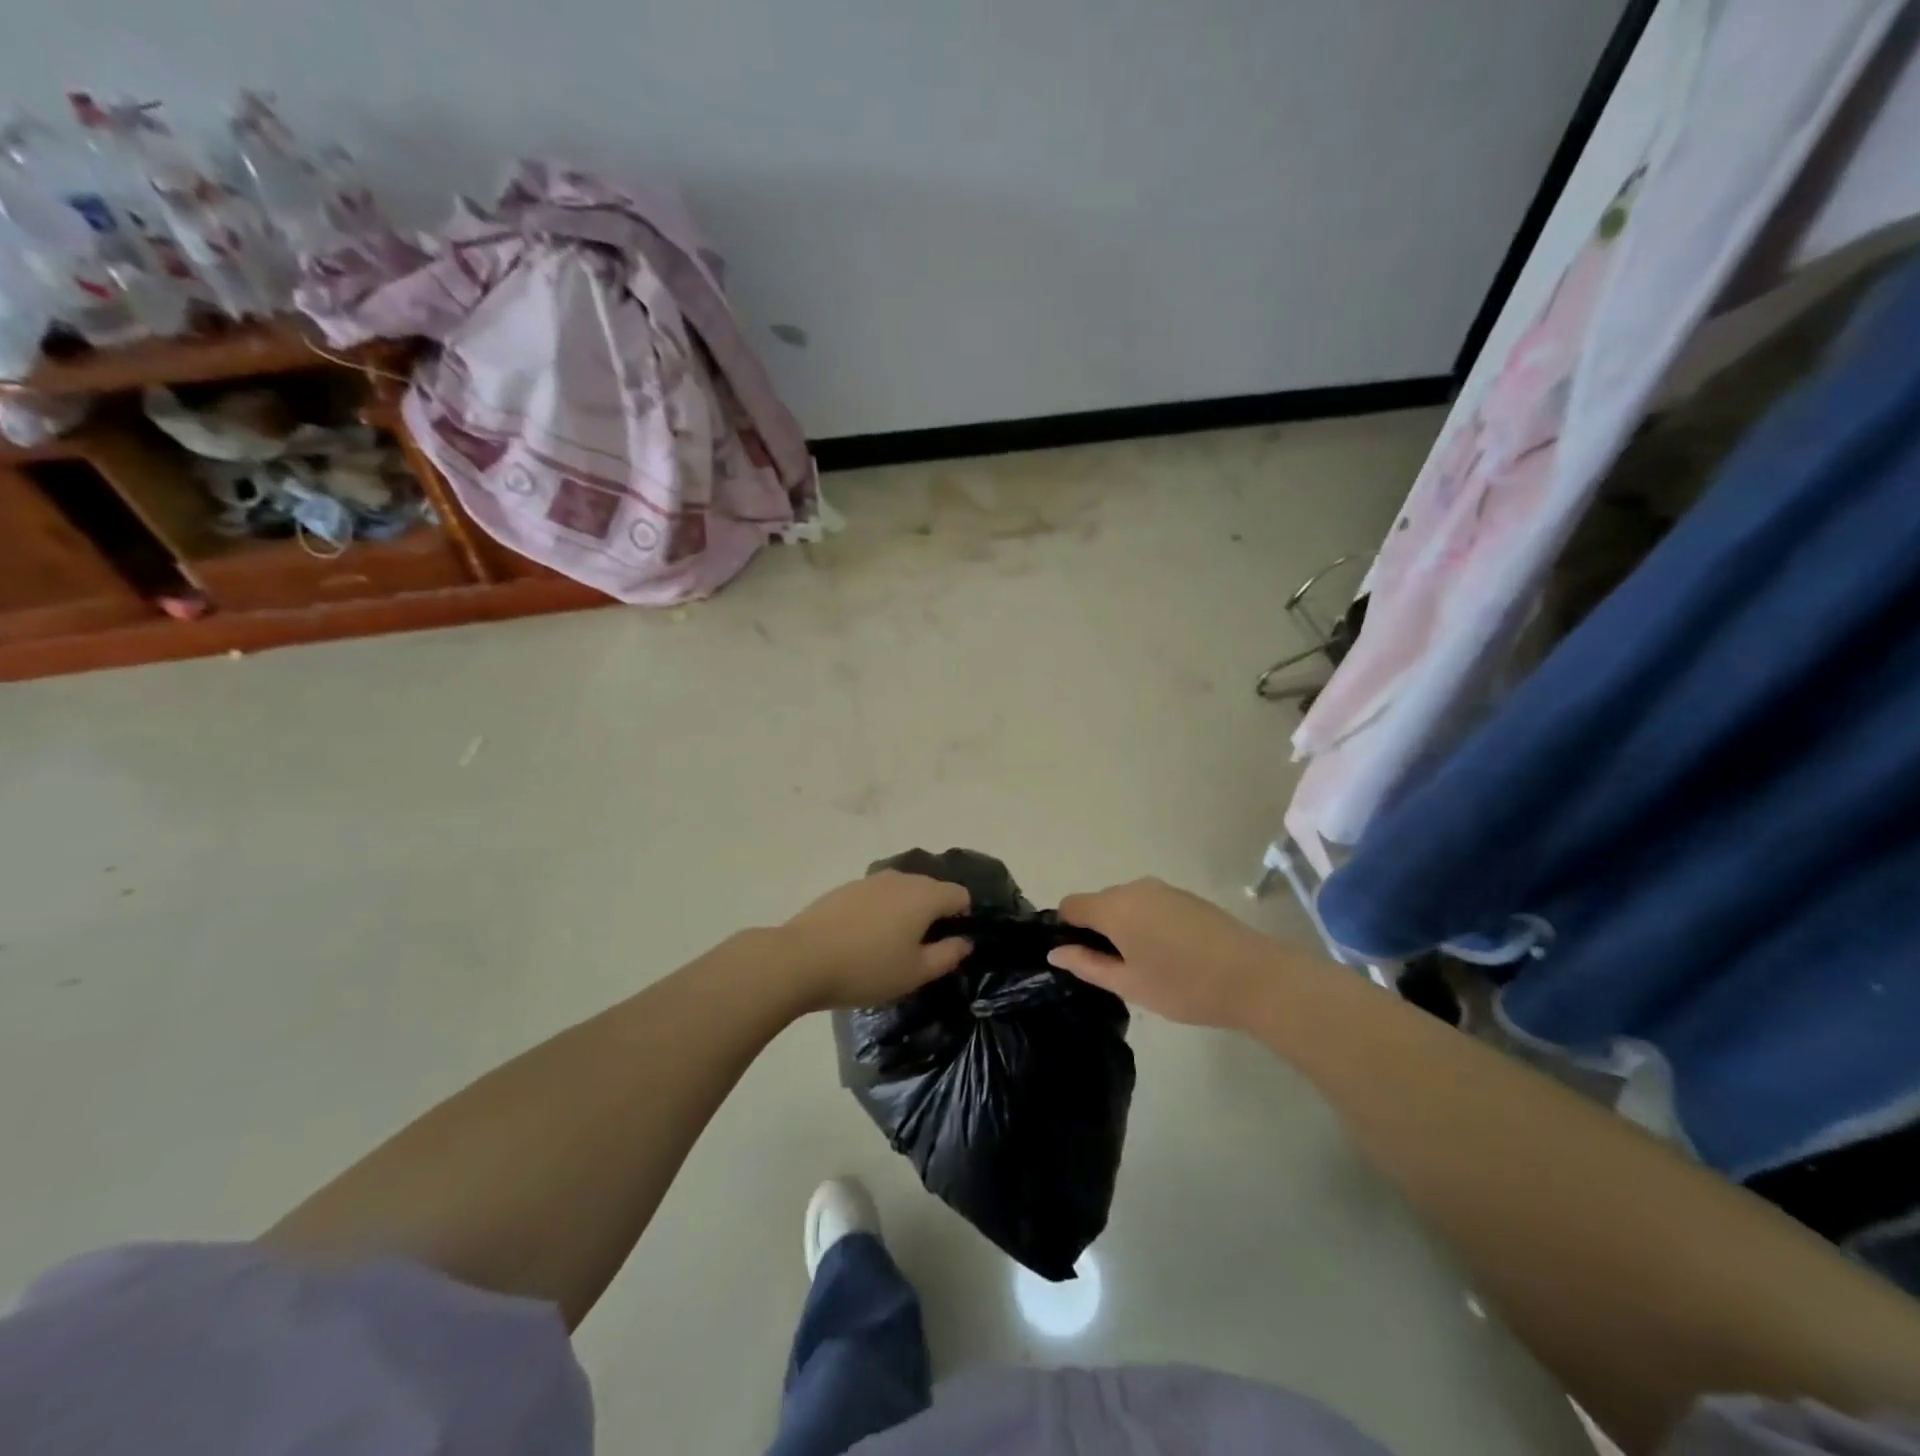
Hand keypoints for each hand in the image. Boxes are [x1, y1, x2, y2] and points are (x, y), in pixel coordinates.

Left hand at [782, 871, 972, 1010]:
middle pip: (931, 889)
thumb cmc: (867, 969)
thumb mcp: (915, 973)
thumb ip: (948, 955)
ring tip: (891, 945)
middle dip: (934, 913)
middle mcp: (901, 879)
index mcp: (925, 895)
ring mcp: (870, 880)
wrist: (801, 959)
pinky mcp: (845, 888)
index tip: (951, 944)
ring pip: (902, 891)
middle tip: (923, 949)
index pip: (960, 894)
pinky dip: (880, 911)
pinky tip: (864, 939)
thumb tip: (965, 941)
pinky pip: (876, 895)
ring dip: (906, 911)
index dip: (963, 917)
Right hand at [1049, 878, 1288, 1030]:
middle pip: (1099, 903)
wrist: (1255, 977)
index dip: (1066, 930)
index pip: (1071, 905)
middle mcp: (1134, 888)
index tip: (1079, 959)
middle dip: (1097, 931)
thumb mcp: (1129, 984)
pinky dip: (1147, 924)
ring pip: (1126, 904)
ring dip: (1125, 928)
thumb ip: (1087, 965)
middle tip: (1115, 972)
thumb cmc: (1184, 985)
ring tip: (1146, 966)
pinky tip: (1170, 955)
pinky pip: (1150, 905)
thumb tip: (1055, 952)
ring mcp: (1163, 889)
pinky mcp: (1186, 896)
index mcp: (1114, 907)